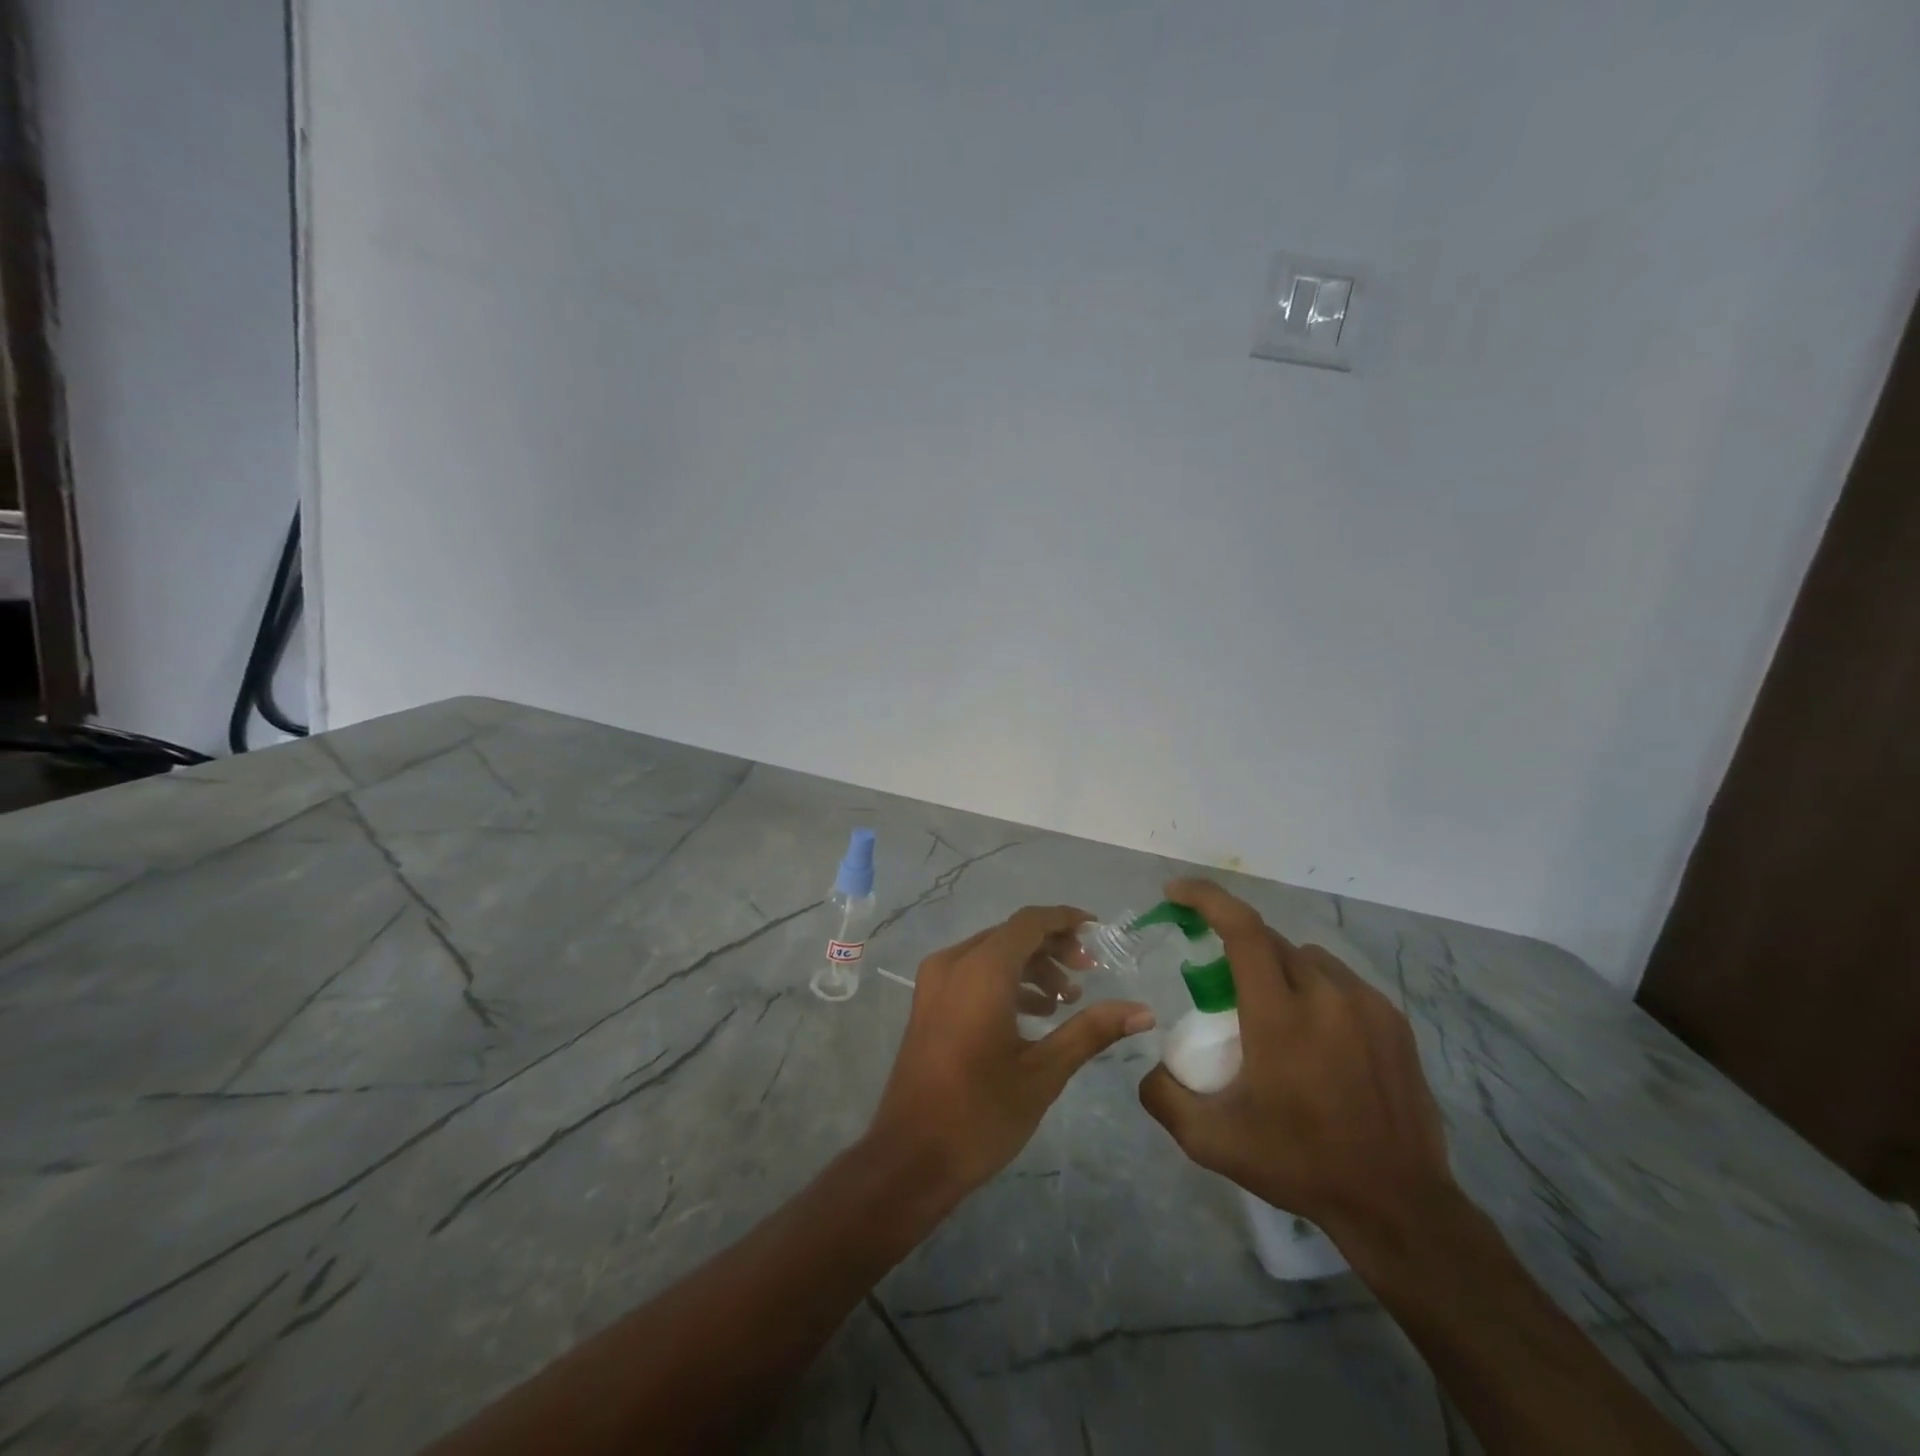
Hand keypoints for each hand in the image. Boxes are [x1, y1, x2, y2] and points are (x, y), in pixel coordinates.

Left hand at [869, 905, 1156, 1199]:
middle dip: (1053, 946)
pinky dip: (1006, 980)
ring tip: (1067, 1000)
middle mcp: (953, 963)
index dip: (1066, 920)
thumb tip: (1143, 1011)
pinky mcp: (928, 1002)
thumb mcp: (1044, 1072)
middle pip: (1011, 934)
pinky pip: (973, 972)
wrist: (910, 1158)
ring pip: (992, 952)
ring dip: (1031, 966)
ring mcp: (934, 982)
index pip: (1030, 922)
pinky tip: (1033, 1014)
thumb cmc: (980, 1114)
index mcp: (981, 970)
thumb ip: (1092, 1031)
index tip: (1100, 932)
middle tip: (1089, 972)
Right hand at [1137, 879, 1455, 1254]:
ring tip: (1272, 1013)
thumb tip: (1151, 1066)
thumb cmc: (1299, 1164)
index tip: (1176, 893)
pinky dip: (1315, 989)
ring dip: (1278, 969)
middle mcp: (1325, 996)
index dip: (1205, 899)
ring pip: (1307, 958)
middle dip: (1236, 948)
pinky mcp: (1394, 1021)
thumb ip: (1164, 1096)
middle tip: (1221, 988)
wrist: (1398, 1205)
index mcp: (1279, 1016)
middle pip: (1270, 941)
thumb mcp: (1211, 1141)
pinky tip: (1315, 1034)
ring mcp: (1367, 1005)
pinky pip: (1341, 981)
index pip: (1241, 929)